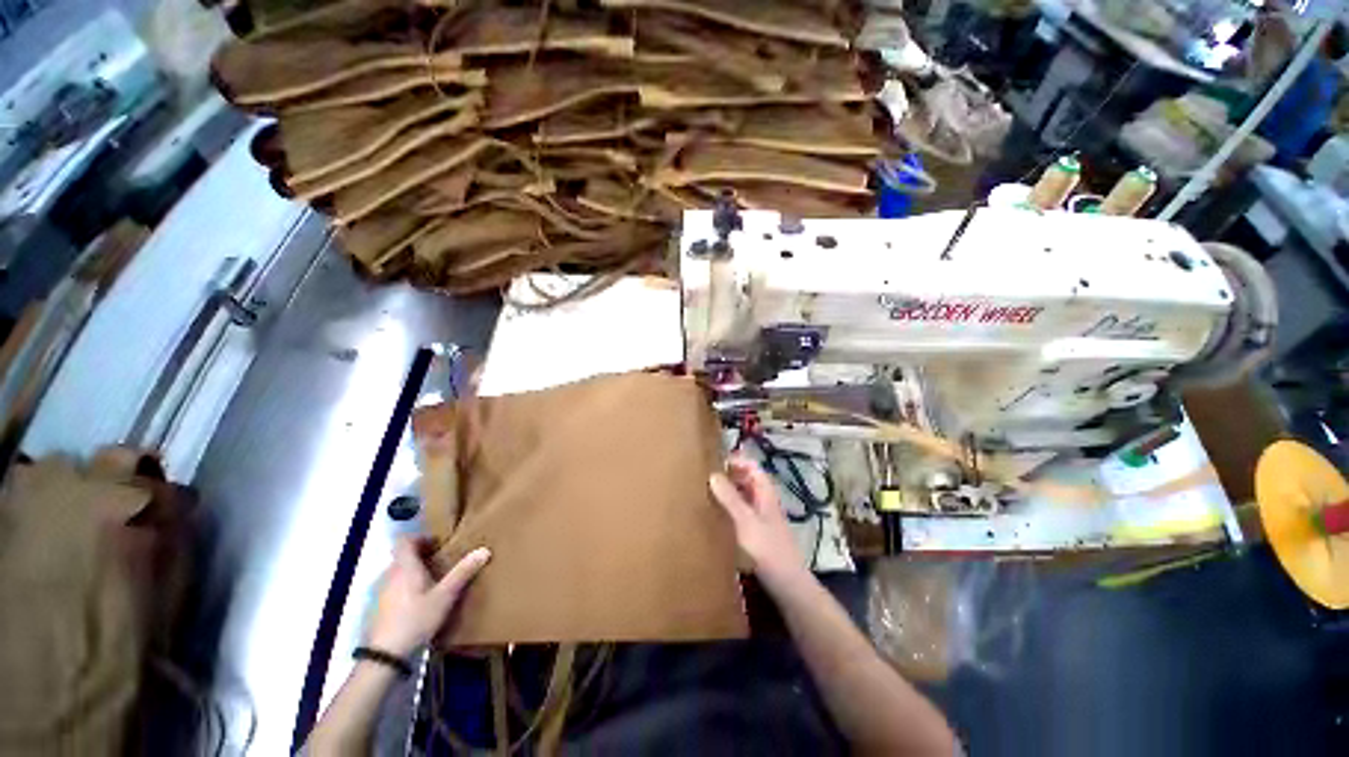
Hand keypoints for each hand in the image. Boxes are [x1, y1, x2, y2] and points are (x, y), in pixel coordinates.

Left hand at [366, 537, 490, 657]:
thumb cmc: (416, 618)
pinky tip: (419, 603)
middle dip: (420, 557)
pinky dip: (406, 588)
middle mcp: (390, 575)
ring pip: (398, 573)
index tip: (437, 544)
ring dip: (413, 573)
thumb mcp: (445, 596)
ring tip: (433, 582)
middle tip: (441, 562)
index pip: (404, 541)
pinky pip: (394, 588)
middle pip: (402, 557)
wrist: (386, 655)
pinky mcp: (379, 609)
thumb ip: (463, 572)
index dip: (419, 538)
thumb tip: (484, 550)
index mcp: (405, 567)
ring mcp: (381, 593)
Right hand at [709, 454, 807, 587]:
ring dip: (728, 492)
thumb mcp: (746, 521)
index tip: (715, 461)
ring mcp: (761, 518)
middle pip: (747, 480)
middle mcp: (764, 502)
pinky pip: (741, 513)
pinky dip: (729, 509)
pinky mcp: (757, 534)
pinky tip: (716, 516)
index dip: (736, 460)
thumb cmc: (768, 549)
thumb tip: (712, 474)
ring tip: (706, 493)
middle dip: (729, 475)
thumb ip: (730, 498)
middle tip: (706, 476)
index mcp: (765, 493)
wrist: (788, 585)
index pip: (752, 467)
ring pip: (743, 497)